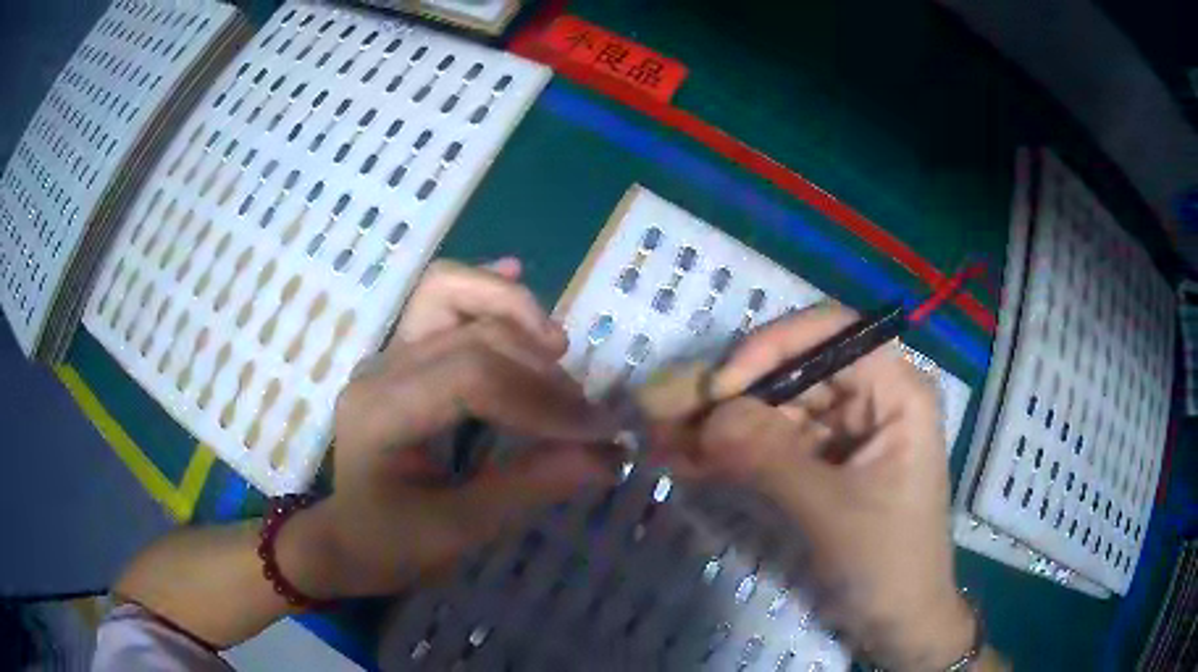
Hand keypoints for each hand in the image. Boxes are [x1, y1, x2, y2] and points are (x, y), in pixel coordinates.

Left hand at [279, 259, 614, 598]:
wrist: (352, 537)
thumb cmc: (395, 543)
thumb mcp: (461, 530)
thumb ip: (531, 486)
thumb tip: (609, 454)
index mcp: (381, 414)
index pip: (471, 377)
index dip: (541, 399)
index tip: (596, 431)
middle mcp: (381, 368)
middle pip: (472, 334)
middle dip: (541, 371)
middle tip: (585, 415)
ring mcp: (390, 353)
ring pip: (449, 291)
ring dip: (513, 311)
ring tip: (557, 349)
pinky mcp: (406, 351)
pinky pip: (442, 299)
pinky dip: (485, 290)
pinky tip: (517, 277)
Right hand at [652, 303, 974, 670]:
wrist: (899, 621)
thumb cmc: (886, 562)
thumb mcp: (829, 511)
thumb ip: (768, 457)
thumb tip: (706, 416)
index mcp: (897, 391)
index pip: (832, 335)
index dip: (772, 348)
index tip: (718, 387)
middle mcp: (874, 398)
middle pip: (799, 371)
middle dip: (737, 395)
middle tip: (675, 418)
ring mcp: (850, 432)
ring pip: (781, 408)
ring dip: (728, 427)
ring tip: (671, 444)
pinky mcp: (828, 463)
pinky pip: (777, 444)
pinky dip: (737, 454)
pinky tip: (694, 464)